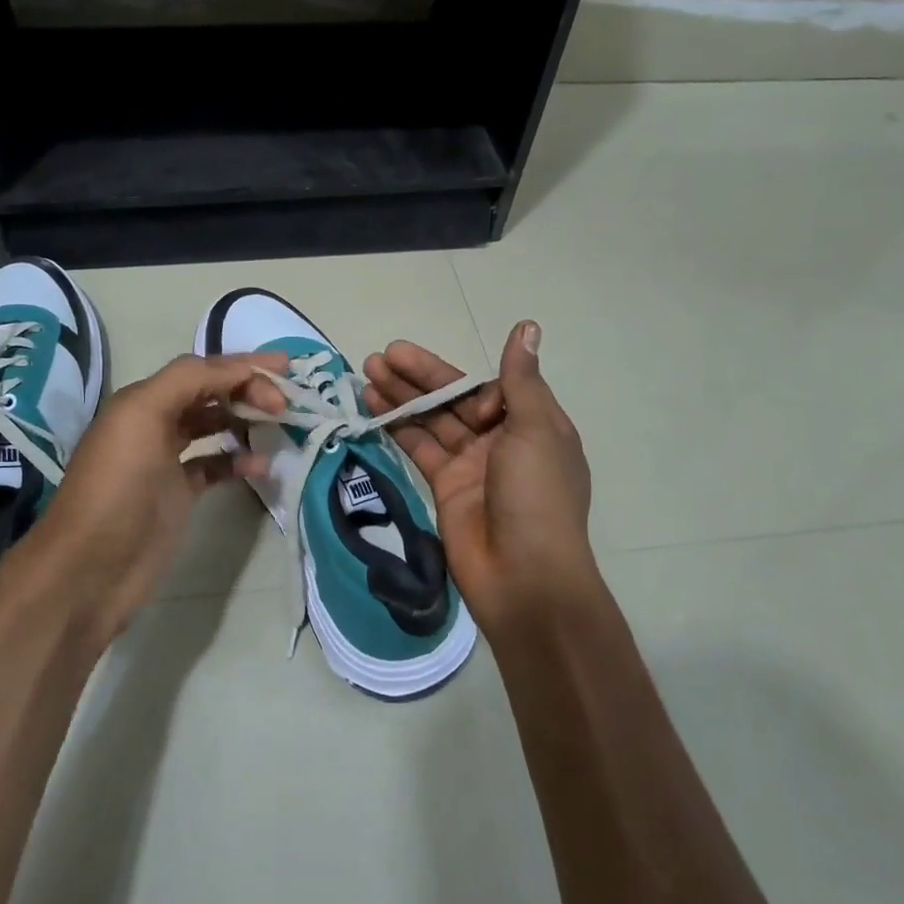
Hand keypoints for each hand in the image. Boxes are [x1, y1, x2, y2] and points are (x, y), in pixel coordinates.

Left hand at [27, 352, 287, 642]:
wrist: (90, 568)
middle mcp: (154, 424)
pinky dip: (237, 461)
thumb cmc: (117, 487)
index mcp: (143, 400)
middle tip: (285, 403)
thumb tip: (237, 369)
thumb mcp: (142, 417)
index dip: (242, 365)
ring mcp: (166, 461)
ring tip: (279, 426)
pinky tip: (260, 466)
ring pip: (213, 427)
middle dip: (247, 390)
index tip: (286, 369)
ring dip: (244, 421)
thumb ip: (187, 381)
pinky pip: (214, 466)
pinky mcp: (177, 495)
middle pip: (209, 394)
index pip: (201, 370)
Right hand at [363, 322, 600, 635]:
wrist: (524, 577)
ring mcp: (471, 465)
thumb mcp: (537, 430)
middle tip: (382, 354)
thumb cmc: (537, 496)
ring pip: (431, 421)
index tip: (444, 383)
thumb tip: (528, 325)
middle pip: (455, 399)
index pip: (488, 387)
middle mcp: (501, 441)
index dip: (460, 380)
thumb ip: (521, 379)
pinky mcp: (444, 487)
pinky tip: (371, 406)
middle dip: (419, 377)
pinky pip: (418, 448)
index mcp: (532, 425)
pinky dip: (396, 427)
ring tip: (366, 370)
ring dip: (401, 397)